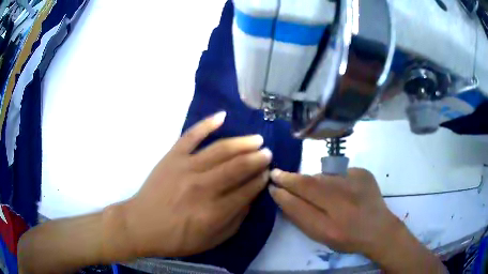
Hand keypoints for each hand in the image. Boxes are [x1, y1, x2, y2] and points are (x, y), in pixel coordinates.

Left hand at [119, 112, 271, 256]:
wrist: (141, 225)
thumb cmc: (176, 238)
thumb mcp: (211, 240)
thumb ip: (235, 221)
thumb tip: (250, 199)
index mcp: (213, 212)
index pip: (246, 190)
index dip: (260, 180)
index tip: (268, 173)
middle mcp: (202, 187)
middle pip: (237, 167)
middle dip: (257, 159)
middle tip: (268, 153)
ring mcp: (186, 168)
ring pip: (220, 150)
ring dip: (242, 143)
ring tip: (256, 139)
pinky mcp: (172, 157)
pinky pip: (191, 136)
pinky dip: (206, 124)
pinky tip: (222, 116)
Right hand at [269, 168, 445, 272]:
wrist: (379, 228)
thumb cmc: (347, 237)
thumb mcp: (320, 235)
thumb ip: (300, 215)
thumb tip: (282, 193)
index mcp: (331, 223)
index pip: (300, 199)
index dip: (285, 188)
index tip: (272, 181)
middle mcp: (344, 199)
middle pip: (311, 183)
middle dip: (293, 178)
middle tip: (280, 175)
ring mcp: (356, 181)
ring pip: (324, 176)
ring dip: (313, 181)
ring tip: (313, 189)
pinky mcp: (363, 172)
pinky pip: (339, 172)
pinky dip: (331, 179)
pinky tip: (336, 189)